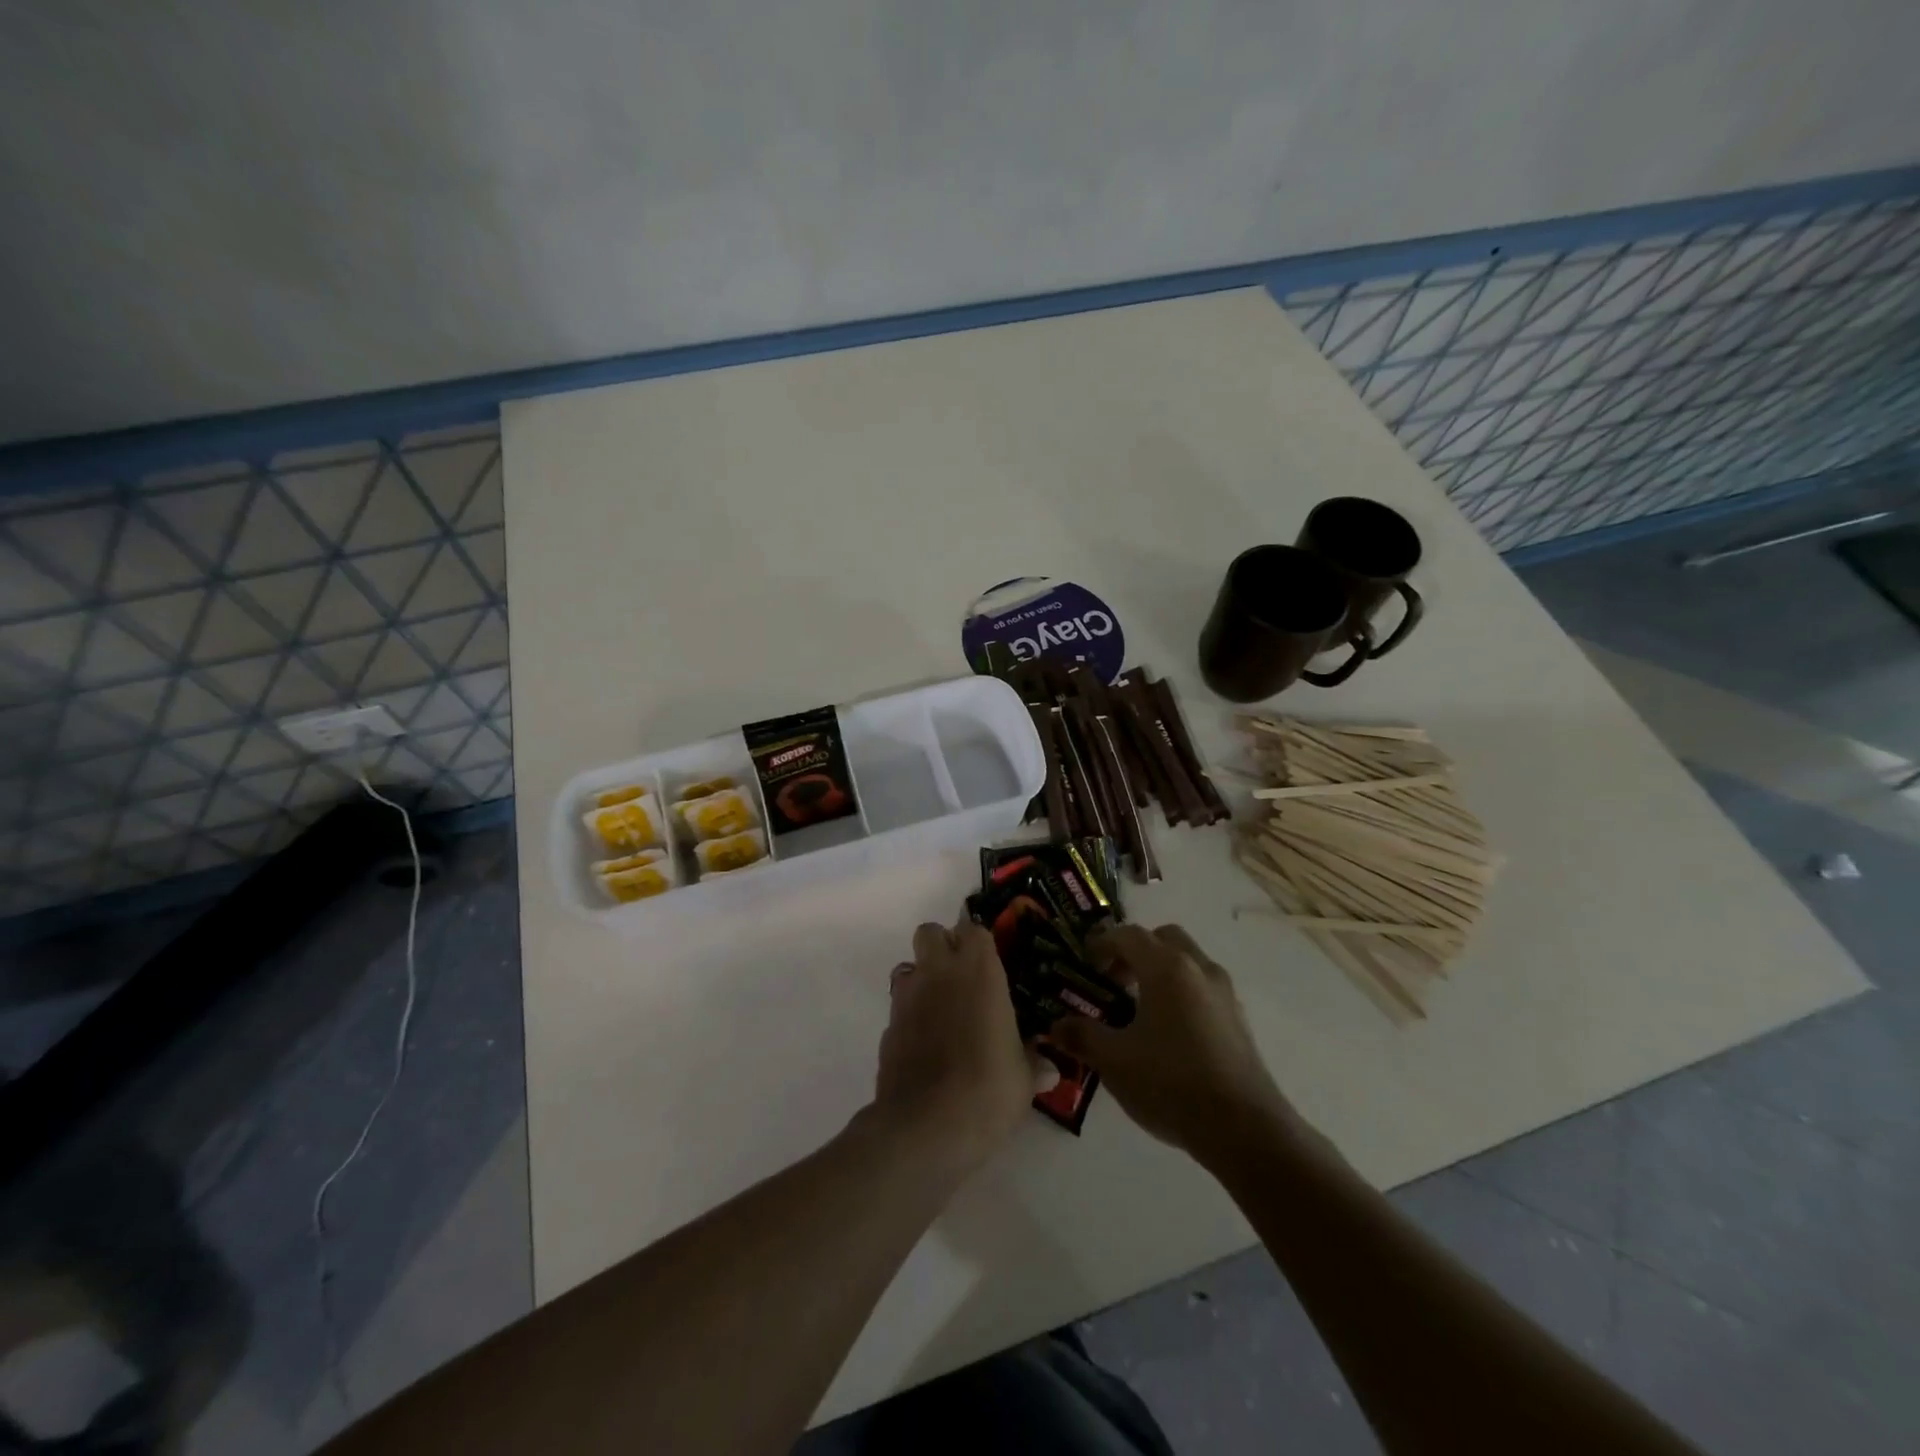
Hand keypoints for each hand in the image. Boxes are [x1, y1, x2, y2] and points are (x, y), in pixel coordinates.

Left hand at [872, 920, 1053, 1168]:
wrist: (927, 1125)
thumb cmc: (988, 1089)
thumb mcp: (1023, 1079)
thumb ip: (1032, 1064)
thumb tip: (1049, 1069)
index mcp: (978, 971)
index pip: (974, 929)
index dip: (979, 942)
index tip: (990, 961)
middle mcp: (939, 973)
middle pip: (930, 932)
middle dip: (942, 946)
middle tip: (961, 976)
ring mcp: (907, 998)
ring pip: (908, 966)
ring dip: (922, 978)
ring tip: (941, 1010)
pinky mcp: (888, 1027)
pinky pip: (898, 1007)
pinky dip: (910, 1016)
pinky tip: (925, 1045)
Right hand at [1049, 924, 1290, 1161]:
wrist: (1244, 1129)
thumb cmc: (1170, 1082)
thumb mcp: (1114, 1061)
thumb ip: (1083, 1036)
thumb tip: (1057, 1026)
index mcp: (1166, 968)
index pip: (1128, 935)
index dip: (1102, 943)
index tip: (1084, 963)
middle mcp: (1198, 969)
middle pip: (1164, 939)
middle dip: (1136, 952)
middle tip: (1114, 981)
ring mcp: (1224, 993)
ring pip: (1188, 962)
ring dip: (1161, 971)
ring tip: (1139, 1008)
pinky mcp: (1239, 1020)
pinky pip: (1203, 988)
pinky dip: (1182, 993)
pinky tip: (1168, 1033)